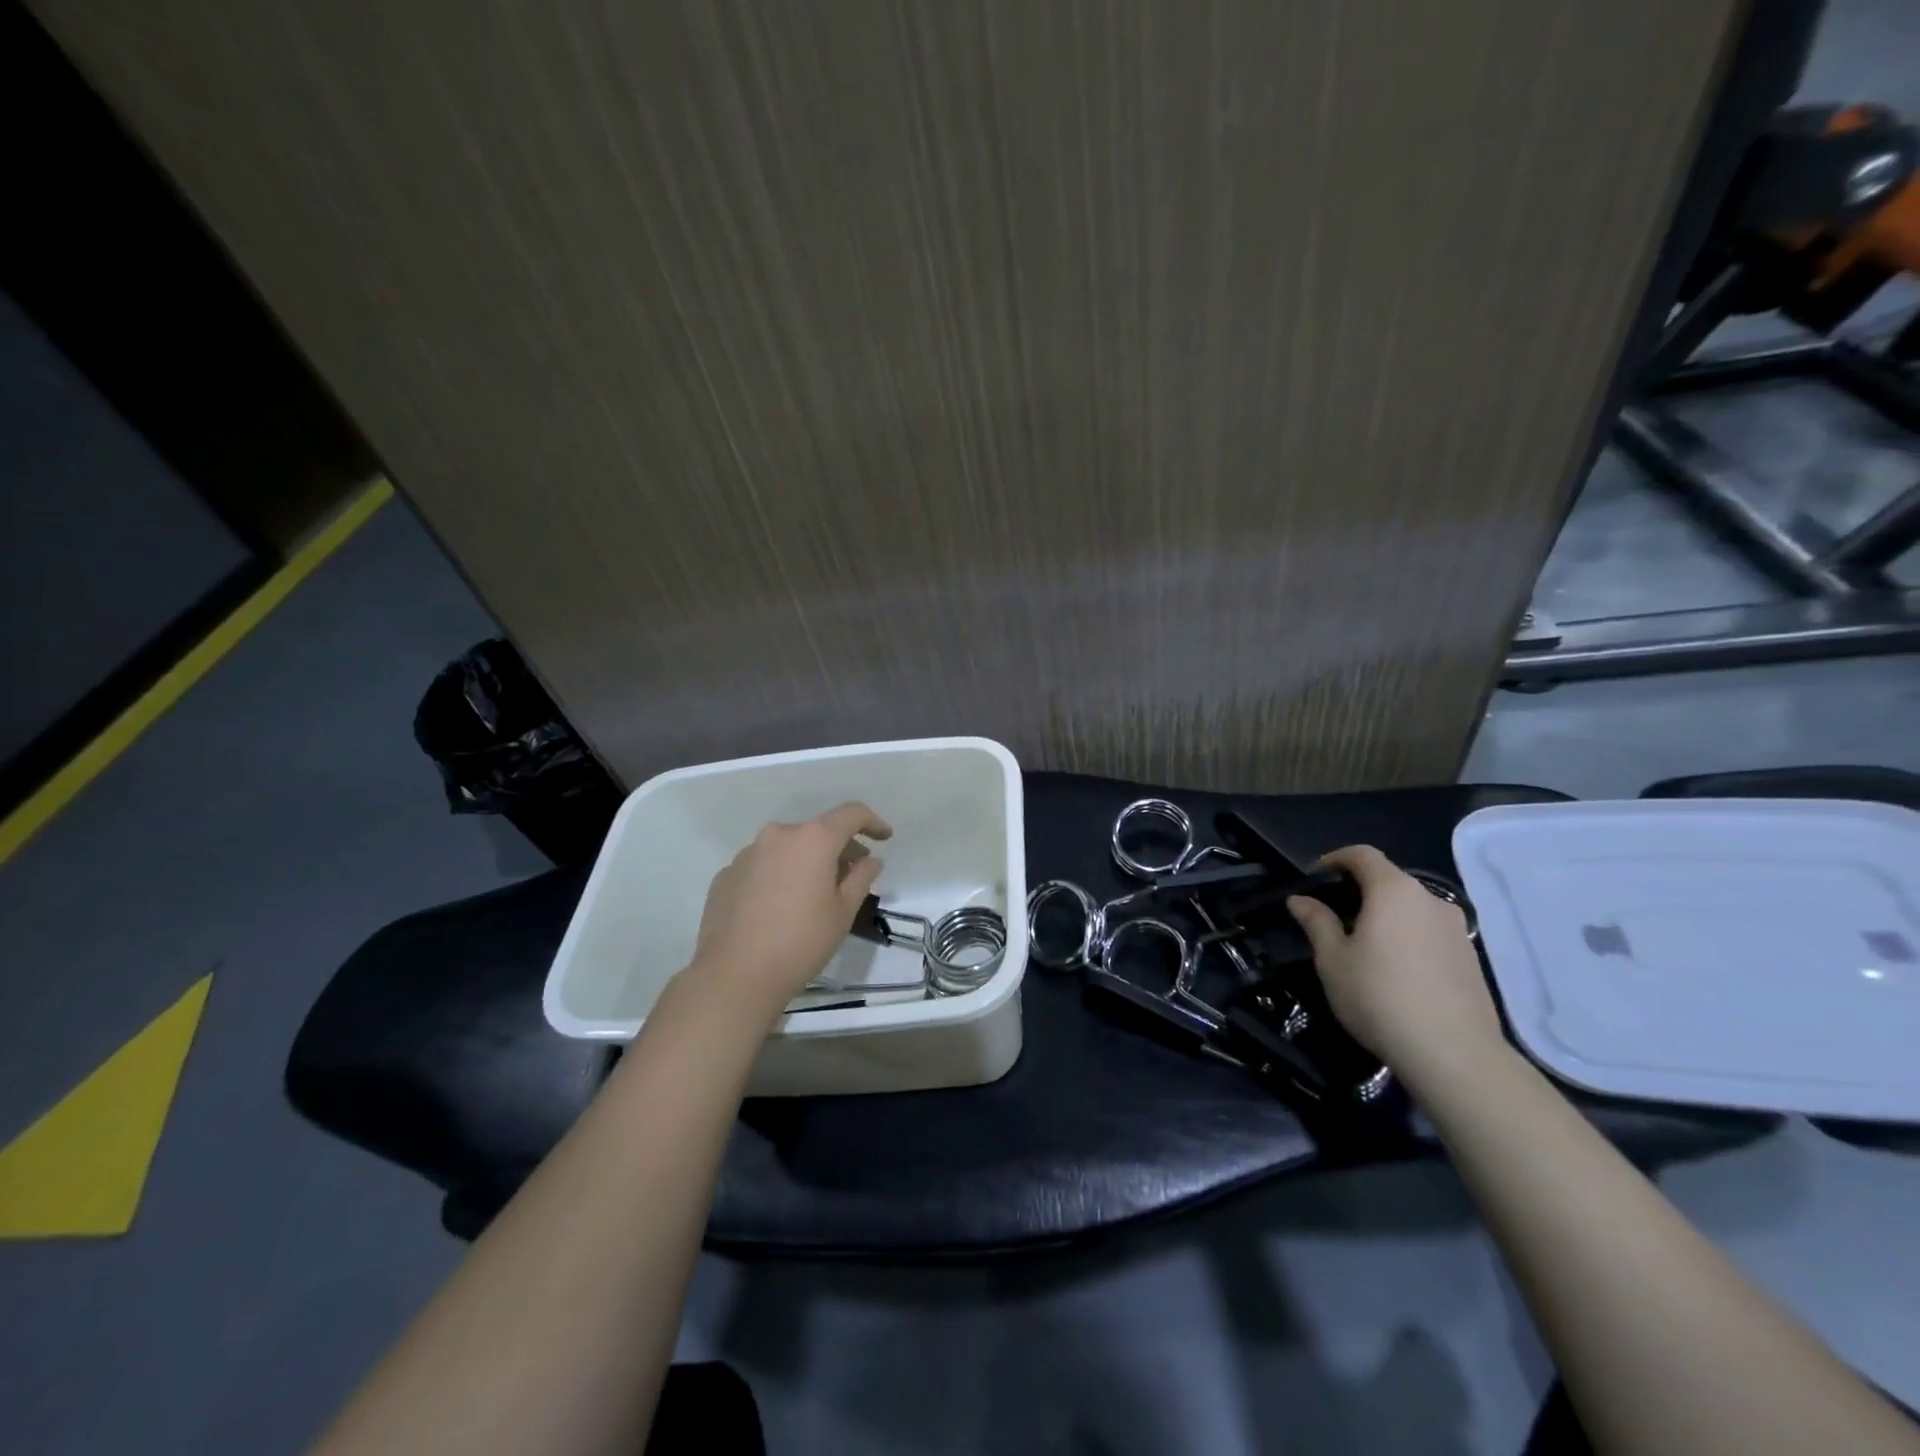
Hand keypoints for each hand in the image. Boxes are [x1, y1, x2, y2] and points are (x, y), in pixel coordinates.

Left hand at [686, 802, 891, 1016]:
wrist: (735, 975)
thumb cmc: (801, 942)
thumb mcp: (843, 912)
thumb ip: (861, 878)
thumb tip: (870, 861)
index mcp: (812, 839)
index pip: (851, 814)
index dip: (872, 822)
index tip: (884, 837)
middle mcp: (778, 836)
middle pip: (817, 831)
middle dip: (838, 848)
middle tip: (851, 876)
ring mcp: (747, 854)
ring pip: (787, 848)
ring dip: (805, 861)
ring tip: (812, 894)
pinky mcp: (726, 874)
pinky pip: (762, 866)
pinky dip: (777, 875)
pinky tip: (778, 907)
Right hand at [1286, 845, 1504, 1086]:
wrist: (1455, 1055)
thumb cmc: (1380, 997)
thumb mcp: (1333, 960)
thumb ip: (1316, 922)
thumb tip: (1300, 899)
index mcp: (1393, 891)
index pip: (1363, 855)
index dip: (1336, 859)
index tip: (1316, 877)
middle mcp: (1430, 899)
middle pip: (1390, 879)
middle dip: (1359, 889)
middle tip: (1333, 915)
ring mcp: (1456, 928)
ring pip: (1411, 907)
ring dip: (1385, 914)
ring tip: (1363, 945)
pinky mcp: (1471, 956)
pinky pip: (1430, 931)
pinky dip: (1408, 935)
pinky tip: (1395, 969)